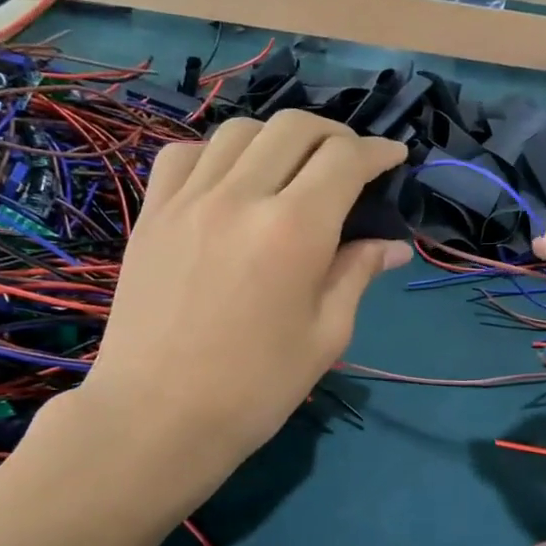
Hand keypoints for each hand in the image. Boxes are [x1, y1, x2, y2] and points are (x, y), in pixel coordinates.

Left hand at [45, 111, 408, 501]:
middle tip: (349, 162)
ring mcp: (188, 200)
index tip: (393, 158)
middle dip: (334, 135)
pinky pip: (185, 154)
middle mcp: (240, 196)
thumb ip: (357, 275)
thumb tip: (391, 245)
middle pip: (294, 128)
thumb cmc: (255, 389)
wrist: (158, 418)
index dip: (377, 152)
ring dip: (278, 139)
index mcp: (294, 229)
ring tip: (292, 168)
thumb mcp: (325, 337)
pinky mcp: (152, 214)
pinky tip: (229, 180)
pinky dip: (218, 153)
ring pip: (240, 131)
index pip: (344, 159)